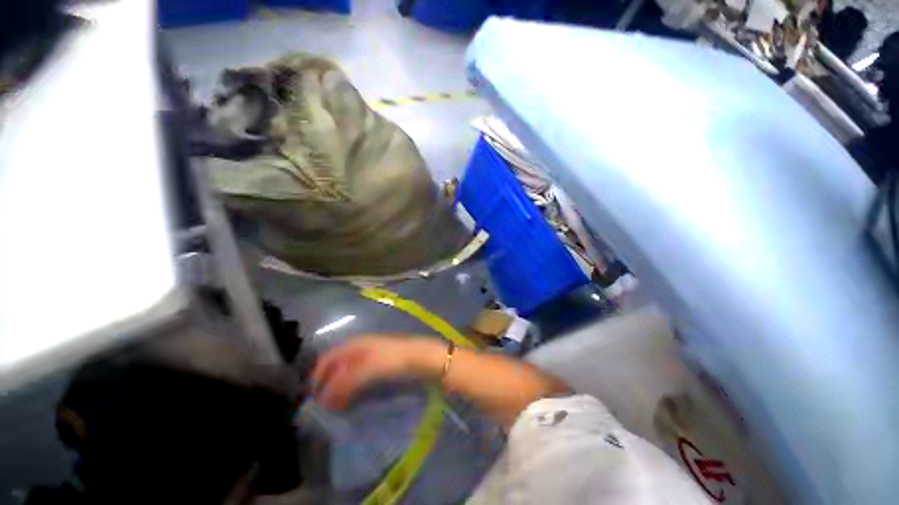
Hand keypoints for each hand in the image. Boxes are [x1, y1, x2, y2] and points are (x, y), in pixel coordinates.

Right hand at [309, 335, 441, 409]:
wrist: (420, 357)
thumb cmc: (393, 359)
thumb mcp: (367, 369)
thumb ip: (344, 383)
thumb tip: (323, 399)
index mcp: (354, 344)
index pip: (327, 358)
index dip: (317, 376)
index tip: (311, 398)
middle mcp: (358, 348)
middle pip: (335, 366)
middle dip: (326, 385)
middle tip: (323, 407)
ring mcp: (368, 356)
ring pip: (345, 372)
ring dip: (338, 389)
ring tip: (335, 407)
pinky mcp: (377, 365)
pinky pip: (357, 377)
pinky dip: (349, 388)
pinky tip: (350, 399)